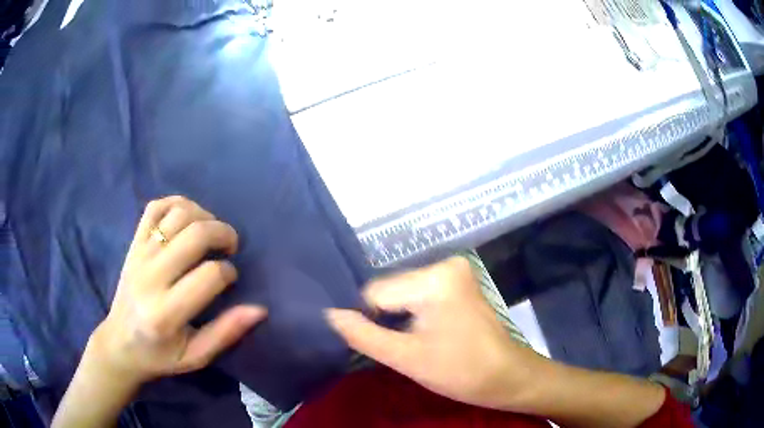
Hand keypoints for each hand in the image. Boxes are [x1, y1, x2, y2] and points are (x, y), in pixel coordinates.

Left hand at [88, 196, 265, 385]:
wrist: (119, 343)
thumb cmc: (160, 355)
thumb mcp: (196, 356)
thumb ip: (226, 333)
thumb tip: (260, 309)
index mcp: (166, 313)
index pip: (209, 275)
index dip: (229, 272)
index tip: (231, 279)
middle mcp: (151, 277)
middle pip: (196, 234)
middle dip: (223, 234)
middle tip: (230, 246)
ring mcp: (139, 255)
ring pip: (178, 214)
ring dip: (204, 215)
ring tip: (211, 231)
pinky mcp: (133, 244)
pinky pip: (155, 208)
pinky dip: (176, 203)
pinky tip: (188, 217)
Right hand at [326, 256, 542, 409]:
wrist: (506, 376)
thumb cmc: (460, 371)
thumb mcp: (406, 358)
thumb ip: (362, 335)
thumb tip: (329, 314)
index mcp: (435, 278)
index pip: (375, 292)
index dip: (369, 320)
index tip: (378, 344)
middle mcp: (444, 263)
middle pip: (390, 289)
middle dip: (386, 317)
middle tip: (397, 345)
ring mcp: (454, 270)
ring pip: (402, 291)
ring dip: (398, 316)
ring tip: (410, 341)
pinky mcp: (458, 281)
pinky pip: (418, 293)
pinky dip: (412, 312)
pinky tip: (421, 332)